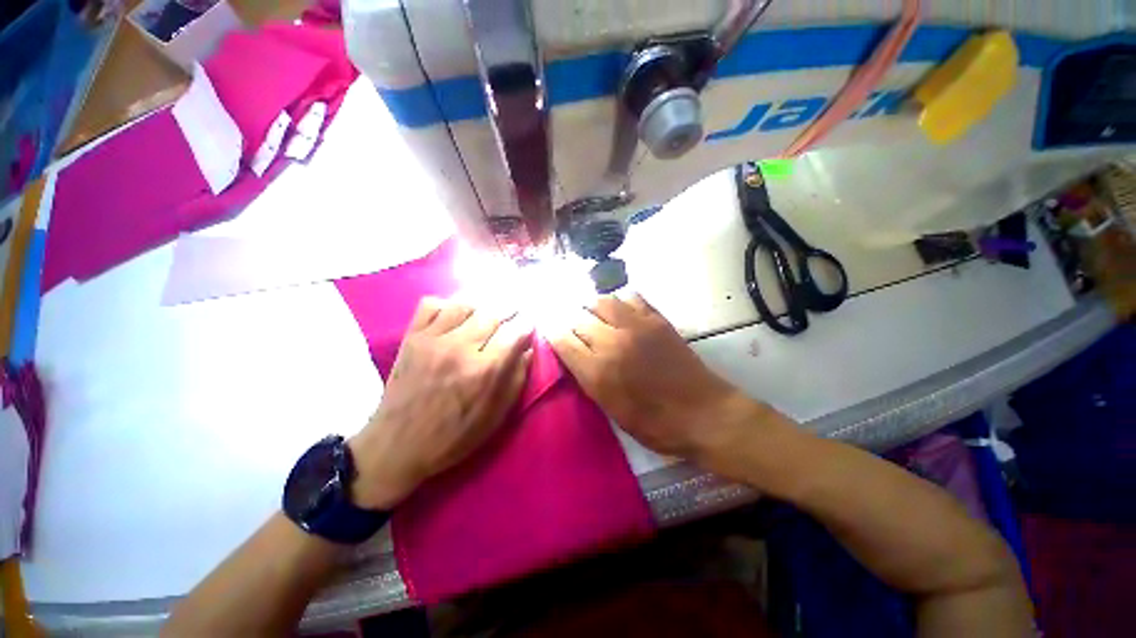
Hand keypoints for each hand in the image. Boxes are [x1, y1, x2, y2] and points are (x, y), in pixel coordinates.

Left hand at [349, 298, 531, 508]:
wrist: (398, 446)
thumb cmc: (455, 436)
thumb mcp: (497, 415)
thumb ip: (517, 378)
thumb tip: (528, 348)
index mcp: (485, 370)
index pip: (515, 331)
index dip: (527, 325)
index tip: (528, 327)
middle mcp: (461, 348)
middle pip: (493, 312)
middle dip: (510, 309)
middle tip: (514, 313)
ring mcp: (433, 339)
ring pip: (465, 303)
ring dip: (483, 304)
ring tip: (488, 311)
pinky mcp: (412, 337)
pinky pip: (432, 305)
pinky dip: (448, 304)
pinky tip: (455, 315)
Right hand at [549, 295, 758, 460]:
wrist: (704, 414)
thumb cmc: (655, 424)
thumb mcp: (611, 411)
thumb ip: (588, 379)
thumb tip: (573, 354)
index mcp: (598, 371)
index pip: (562, 340)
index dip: (552, 332)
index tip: (549, 330)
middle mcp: (612, 342)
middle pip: (578, 317)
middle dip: (569, 320)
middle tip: (570, 324)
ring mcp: (636, 326)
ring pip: (602, 300)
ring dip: (591, 306)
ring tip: (592, 314)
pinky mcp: (657, 320)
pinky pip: (631, 297)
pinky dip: (619, 301)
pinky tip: (619, 310)